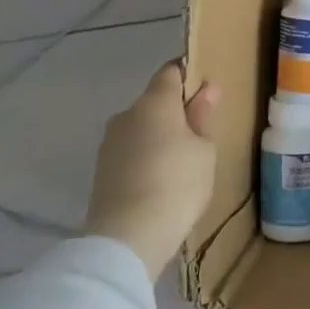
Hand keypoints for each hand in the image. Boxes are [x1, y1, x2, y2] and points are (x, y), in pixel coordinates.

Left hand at [84, 62, 219, 274]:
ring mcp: (110, 143)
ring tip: (182, 162)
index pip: (171, 71)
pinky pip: (131, 151)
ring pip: (141, 127)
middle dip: (176, 111)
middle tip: (201, 134)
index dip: (189, 75)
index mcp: (155, 102)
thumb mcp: (204, 150)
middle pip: (155, 101)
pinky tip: (161, 180)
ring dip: (160, 136)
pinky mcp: (102, 169)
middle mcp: (127, 115)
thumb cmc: (178, 184)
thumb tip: (206, 88)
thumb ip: (202, 116)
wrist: (128, 237)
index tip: (207, 91)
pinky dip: (146, 157)